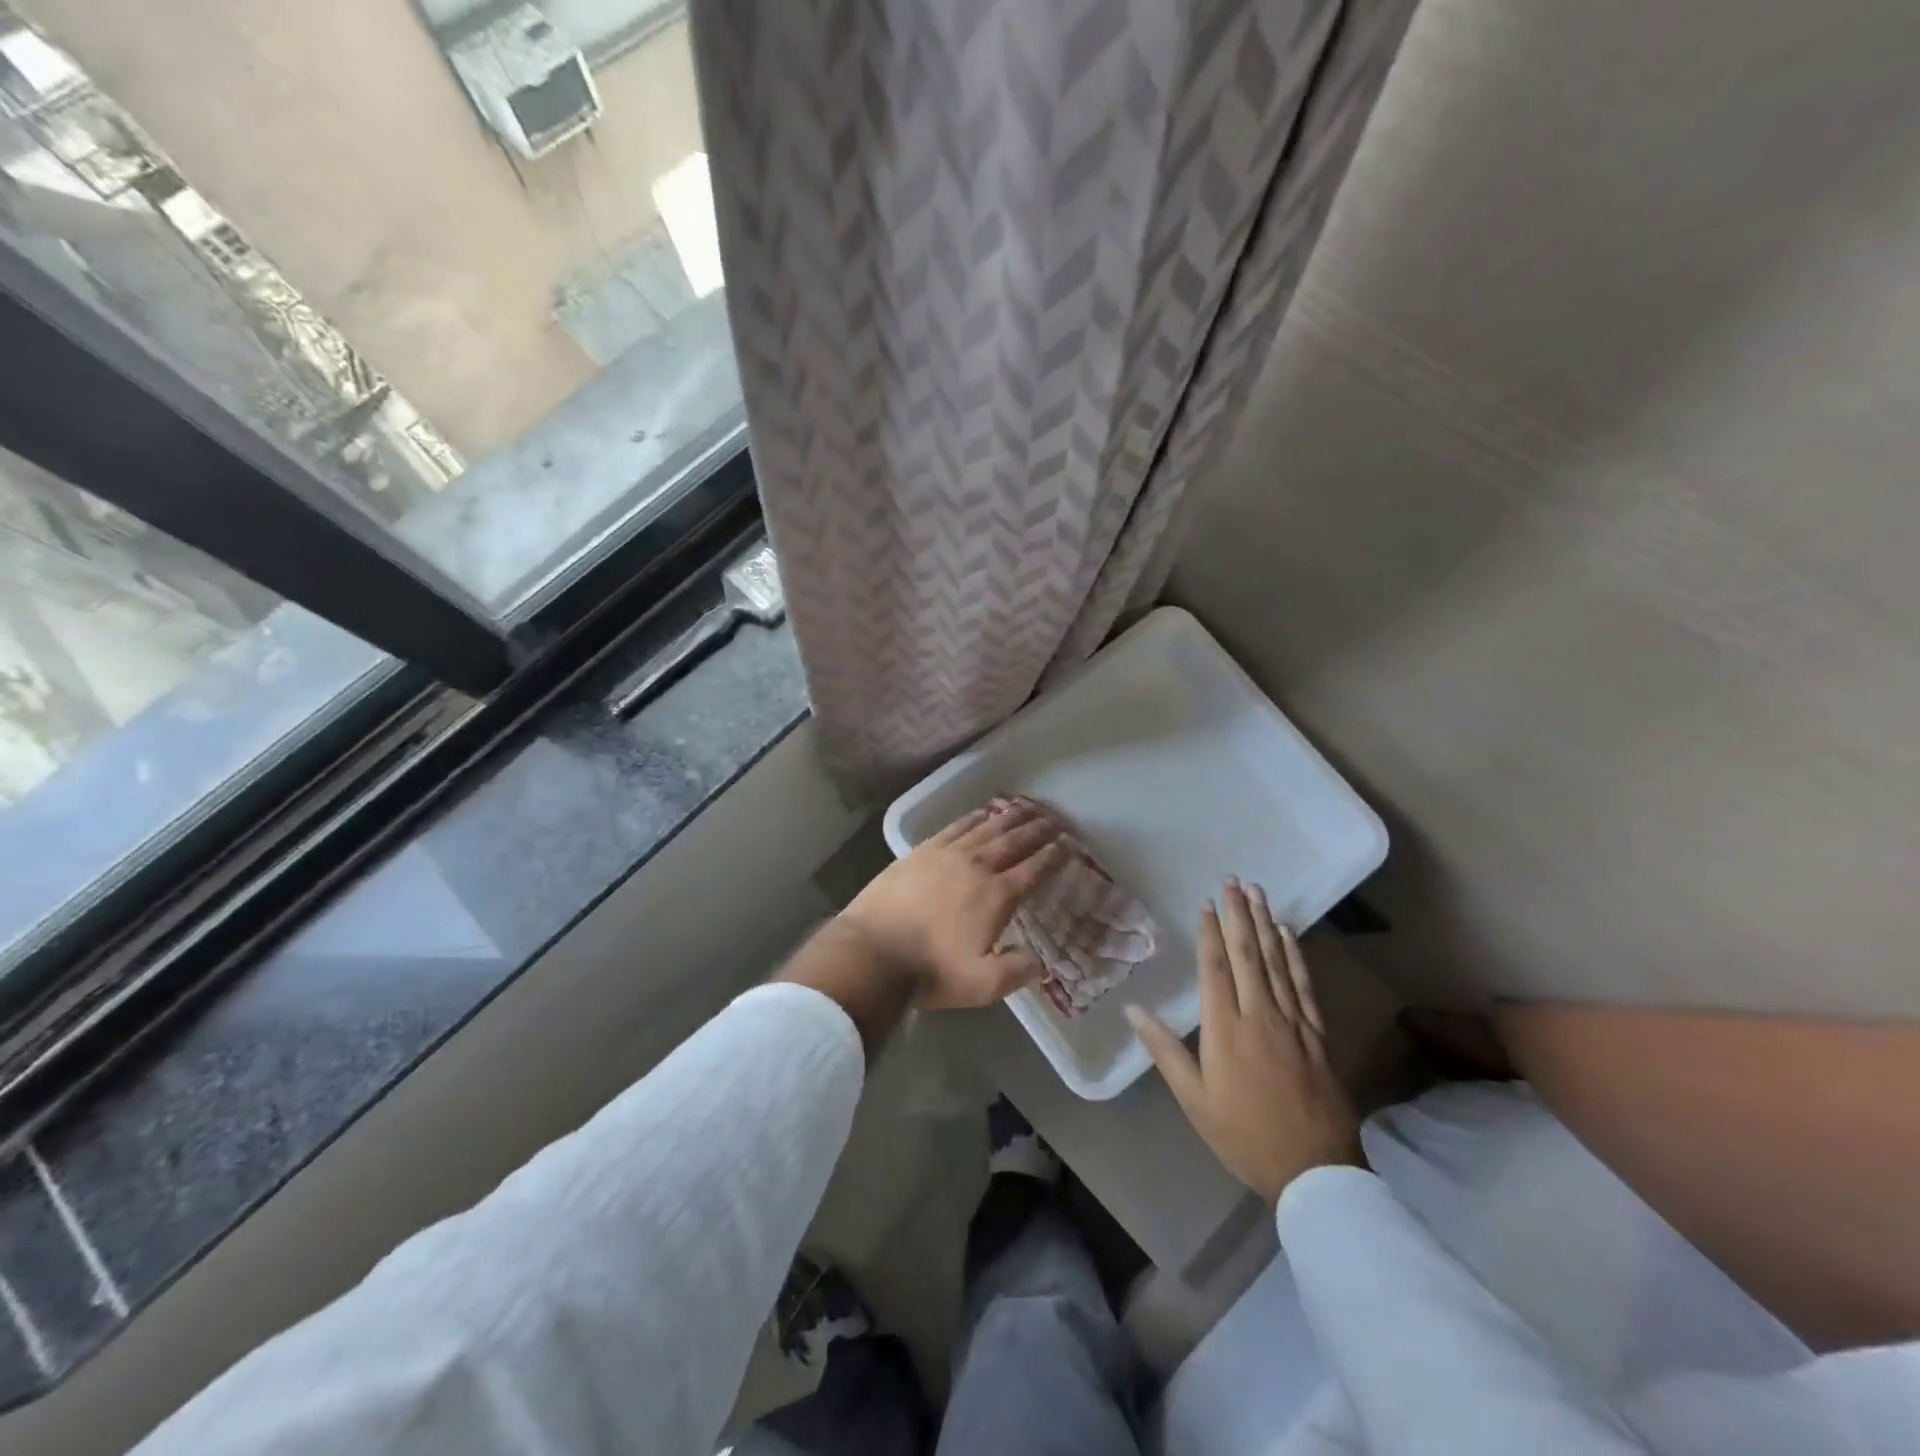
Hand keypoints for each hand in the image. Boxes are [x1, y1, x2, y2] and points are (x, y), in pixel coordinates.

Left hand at [839, 801, 1069, 1009]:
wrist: (873, 951)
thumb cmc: (930, 970)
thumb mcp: (982, 985)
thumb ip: (1017, 972)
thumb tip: (1041, 963)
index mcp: (997, 896)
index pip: (1034, 869)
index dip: (1054, 856)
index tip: (1069, 845)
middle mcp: (977, 866)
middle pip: (1015, 842)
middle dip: (1038, 830)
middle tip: (1055, 821)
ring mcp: (948, 854)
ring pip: (987, 828)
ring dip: (1011, 818)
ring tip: (1028, 809)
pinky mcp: (922, 851)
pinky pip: (956, 827)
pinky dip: (974, 817)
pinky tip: (982, 813)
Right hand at [1127, 880, 1365, 1206]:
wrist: (1313, 1170)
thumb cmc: (1243, 1135)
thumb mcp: (1194, 1099)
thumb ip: (1165, 1050)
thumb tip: (1134, 1009)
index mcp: (1224, 1028)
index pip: (1215, 967)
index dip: (1210, 932)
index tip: (1206, 902)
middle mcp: (1259, 1014)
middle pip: (1247, 954)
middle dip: (1238, 914)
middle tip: (1233, 880)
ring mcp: (1292, 1021)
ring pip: (1276, 961)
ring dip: (1264, 923)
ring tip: (1257, 892)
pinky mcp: (1317, 1033)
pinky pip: (1304, 984)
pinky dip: (1295, 955)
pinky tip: (1288, 933)